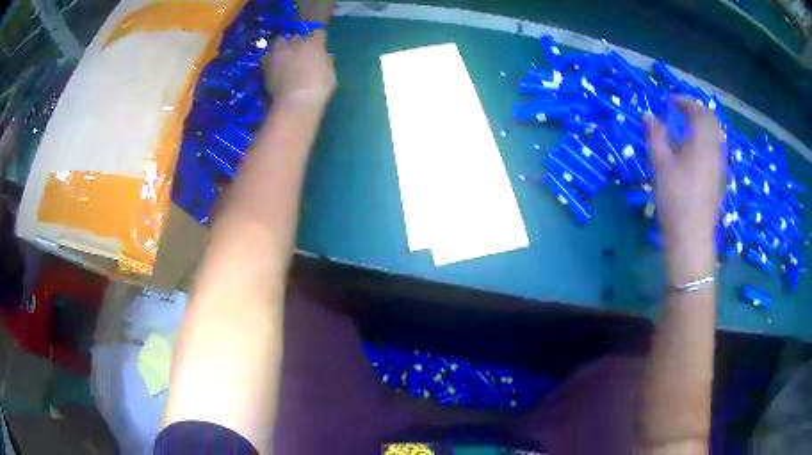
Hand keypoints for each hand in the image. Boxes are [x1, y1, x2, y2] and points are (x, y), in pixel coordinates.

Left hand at [262, 31, 335, 107]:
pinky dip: (270, 59)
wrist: (296, 101)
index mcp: (314, 43)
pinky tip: (273, 66)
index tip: (319, 46)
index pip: (318, 32)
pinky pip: (267, 56)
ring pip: (279, 41)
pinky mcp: (266, 63)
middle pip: (297, 36)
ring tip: (283, 55)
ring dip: (282, 46)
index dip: (318, 39)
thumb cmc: (319, 88)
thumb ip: (326, 62)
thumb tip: (325, 56)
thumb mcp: (330, 74)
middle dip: (299, 42)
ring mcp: (280, 51)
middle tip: (300, 52)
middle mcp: (296, 42)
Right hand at [645, 97, 725, 246]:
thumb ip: (655, 135)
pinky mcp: (720, 181)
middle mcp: (715, 150)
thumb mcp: (660, 164)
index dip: (685, 102)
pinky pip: (717, 150)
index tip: (671, 101)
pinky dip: (708, 141)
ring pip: (717, 136)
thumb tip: (648, 115)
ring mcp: (720, 166)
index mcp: (702, 142)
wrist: (691, 237)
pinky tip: (697, 152)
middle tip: (684, 111)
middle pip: (712, 121)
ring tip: (690, 129)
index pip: (698, 111)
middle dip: (698, 111)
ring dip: (705, 126)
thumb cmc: (675, 198)